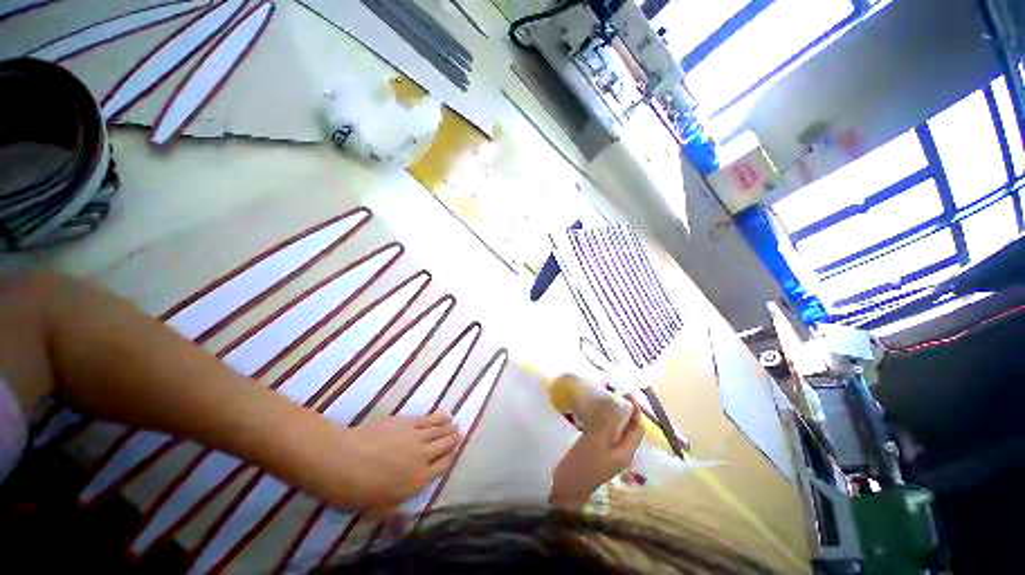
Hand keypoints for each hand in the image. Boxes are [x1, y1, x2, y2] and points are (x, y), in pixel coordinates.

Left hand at [314, 411, 461, 509]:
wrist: (346, 461)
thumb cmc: (360, 490)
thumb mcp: (378, 509)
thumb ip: (395, 515)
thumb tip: (406, 528)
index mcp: (419, 480)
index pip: (443, 466)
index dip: (450, 458)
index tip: (455, 453)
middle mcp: (423, 456)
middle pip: (445, 445)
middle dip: (453, 440)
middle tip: (459, 434)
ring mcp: (417, 437)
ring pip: (439, 431)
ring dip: (448, 427)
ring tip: (454, 425)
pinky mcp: (409, 422)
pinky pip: (429, 419)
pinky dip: (438, 416)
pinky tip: (444, 414)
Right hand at [550, 399, 643, 508]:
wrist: (566, 491)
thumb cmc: (583, 465)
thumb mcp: (594, 441)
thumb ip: (606, 421)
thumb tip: (615, 401)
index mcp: (625, 451)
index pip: (637, 428)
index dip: (634, 410)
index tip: (625, 393)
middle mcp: (620, 452)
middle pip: (627, 428)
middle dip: (621, 410)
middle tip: (609, 393)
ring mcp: (608, 454)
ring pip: (614, 430)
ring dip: (610, 415)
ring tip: (598, 400)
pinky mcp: (597, 453)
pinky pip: (603, 433)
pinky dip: (599, 422)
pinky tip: (588, 414)